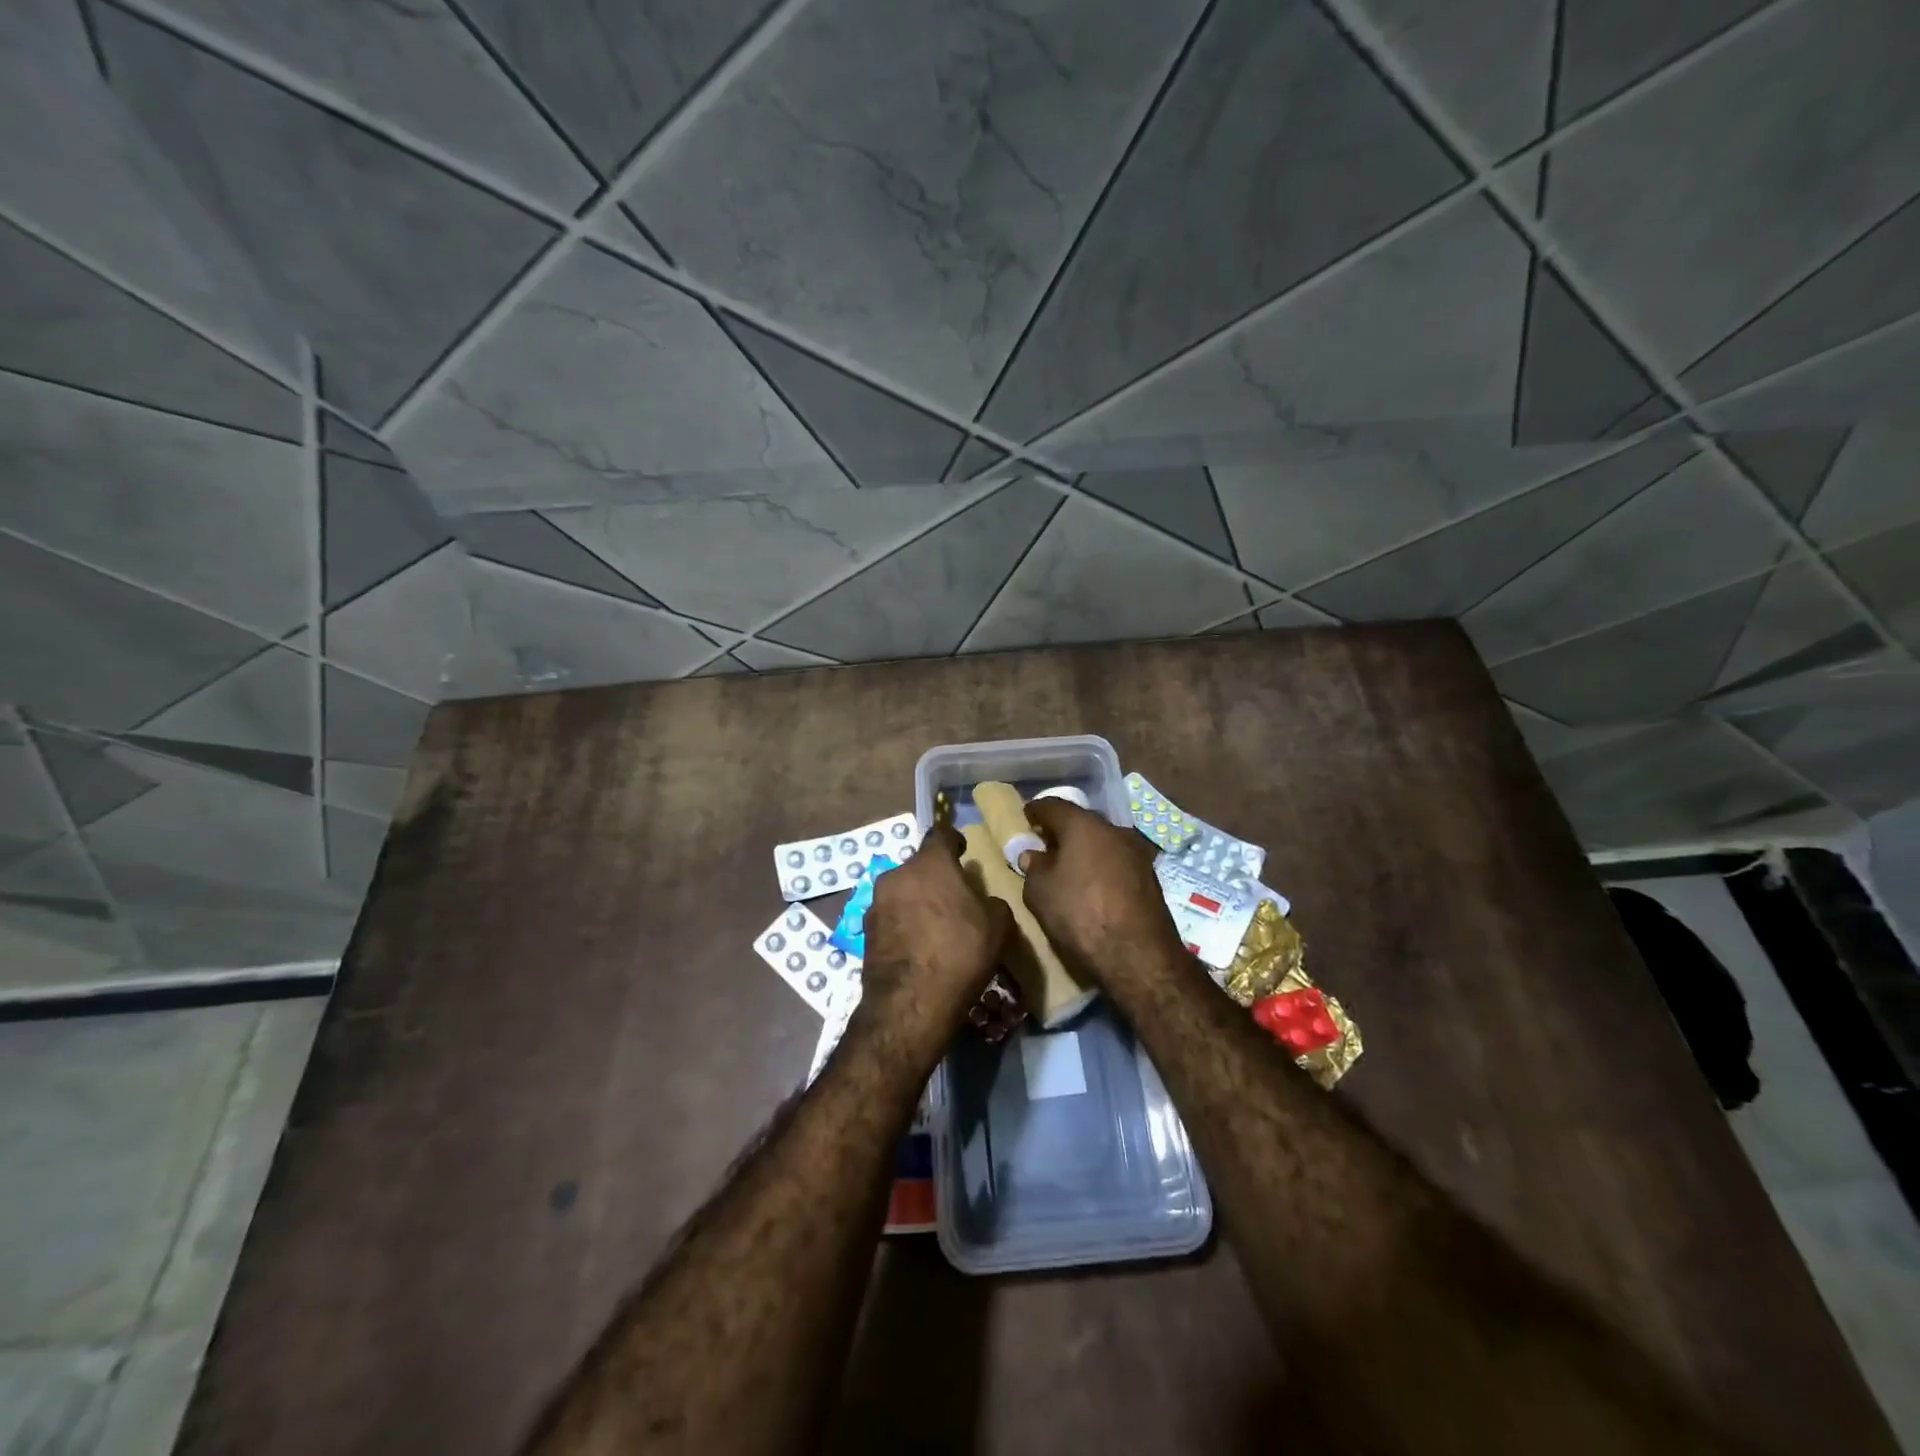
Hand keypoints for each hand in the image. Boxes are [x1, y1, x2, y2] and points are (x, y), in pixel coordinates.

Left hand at [856, 823, 1012, 1055]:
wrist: (911, 1002)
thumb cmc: (960, 953)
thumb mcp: (998, 925)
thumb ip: (992, 902)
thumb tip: (982, 901)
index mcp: (931, 863)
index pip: (941, 833)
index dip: (953, 839)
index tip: (962, 850)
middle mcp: (897, 874)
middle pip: (920, 866)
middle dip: (935, 877)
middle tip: (954, 898)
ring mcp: (876, 902)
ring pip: (902, 891)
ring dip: (917, 900)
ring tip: (935, 926)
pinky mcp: (864, 931)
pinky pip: (890, 917)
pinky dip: (903, 924)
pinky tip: (918, 946)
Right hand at [1021, 798, 1183, 982]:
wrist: (1138, 954)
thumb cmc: (1080, 914)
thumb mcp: (1040, 892)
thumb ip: (1033, 868)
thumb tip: (1033, 855)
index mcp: (1083, 825)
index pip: (1053, 806)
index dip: (1036, 811)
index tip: (1026, 817)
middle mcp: (1113, 829)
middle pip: (1082, 821)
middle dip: (1063, 830)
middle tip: (1045, 843)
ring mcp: (1137, 852)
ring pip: (1103, 841)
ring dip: (1085, 848)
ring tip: (1069, 866)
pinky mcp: (1150, 876)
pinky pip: (1117, 860)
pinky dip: (1102, 865)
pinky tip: (1092, 883)